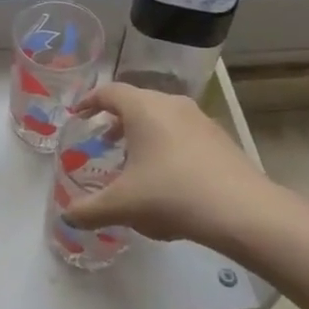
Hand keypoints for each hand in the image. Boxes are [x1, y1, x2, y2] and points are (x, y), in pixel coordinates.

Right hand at [63, 81, 265, 244]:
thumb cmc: (171, 194)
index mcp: (144, 108)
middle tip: (103, 142)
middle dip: (116, 120)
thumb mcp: (122, 205)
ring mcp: (200, 119)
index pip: (109, 92)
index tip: (77, 115)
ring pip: (163, 117)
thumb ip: (88, 210)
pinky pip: (183, 133)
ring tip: (134, 162)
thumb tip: (66, 217)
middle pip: (137, 102)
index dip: (89, 101)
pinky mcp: (219, 138)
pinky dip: (167, 145)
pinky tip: (167, 178)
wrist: (241, 210)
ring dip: (144, 134)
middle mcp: (172, 104)